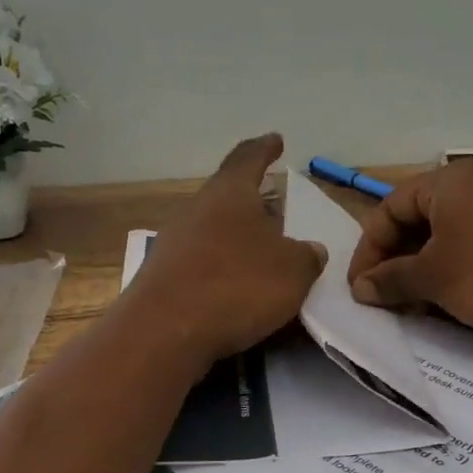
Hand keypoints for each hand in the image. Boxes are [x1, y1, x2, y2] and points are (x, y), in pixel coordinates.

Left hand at [123, 134, 327, 367]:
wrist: (163, 332)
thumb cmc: (236, 286)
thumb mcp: (292, 271)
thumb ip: (306, 257)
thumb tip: (310, 250)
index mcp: (229, 194)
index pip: (248, 157)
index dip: (264, 148)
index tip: (275, 140)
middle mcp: (197, 210)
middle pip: (228, 196)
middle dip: (253, 202)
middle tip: (276, 210)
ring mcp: (174, 243)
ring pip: (213, 230)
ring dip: (237, 238)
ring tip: (261, 253)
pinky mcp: (163, 277)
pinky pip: (201, 262)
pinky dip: (221, 267)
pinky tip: (235, 287)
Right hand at [347, 159, 472, 333]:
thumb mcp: (434, 279)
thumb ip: (391, 280)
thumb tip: (361, 288)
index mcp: (447, 182)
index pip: (387, 209)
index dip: (367, 250)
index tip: (360, 287)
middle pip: (419, 216)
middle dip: (397, 258)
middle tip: (387, 294)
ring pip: (449, 229)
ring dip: (425, 263)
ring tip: (418, 299)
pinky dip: (458, 262)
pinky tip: (457, 292)